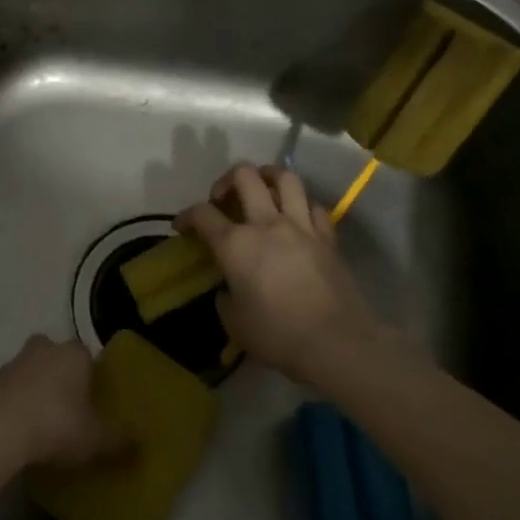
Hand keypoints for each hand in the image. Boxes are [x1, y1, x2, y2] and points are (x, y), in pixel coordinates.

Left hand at [0, 335, 126, 467]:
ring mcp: (14, 362)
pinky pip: (11, 389)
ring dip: (36, 388)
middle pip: (56, 355)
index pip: (87, 355)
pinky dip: (16, 403)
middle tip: (69, 406)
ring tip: (44, 422)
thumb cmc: (56, 425)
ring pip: (31, 369)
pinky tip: (21, 429)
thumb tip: (141, 447)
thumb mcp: (96, 440)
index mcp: (73, 353)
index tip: (93, 400)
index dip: (91, 375)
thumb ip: (120, 442)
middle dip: (61, 374)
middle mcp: (44, 348)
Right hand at [178, 163, 390, 386]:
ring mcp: (300, 226)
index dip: (186, 216)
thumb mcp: (233, 321)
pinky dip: (300, 203)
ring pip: (284, 177)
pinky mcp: (327, 236)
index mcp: (235, 245)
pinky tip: (295, 215)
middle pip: (244, 176)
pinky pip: (313, 205)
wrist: (337, 343)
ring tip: (261, 186)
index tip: (182, 227)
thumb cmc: (277, 336)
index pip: (202, 214)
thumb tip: (230, 286)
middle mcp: (266, 224)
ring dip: (267, 175)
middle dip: (226, 180)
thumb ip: (225, 295)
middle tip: (222, 198)